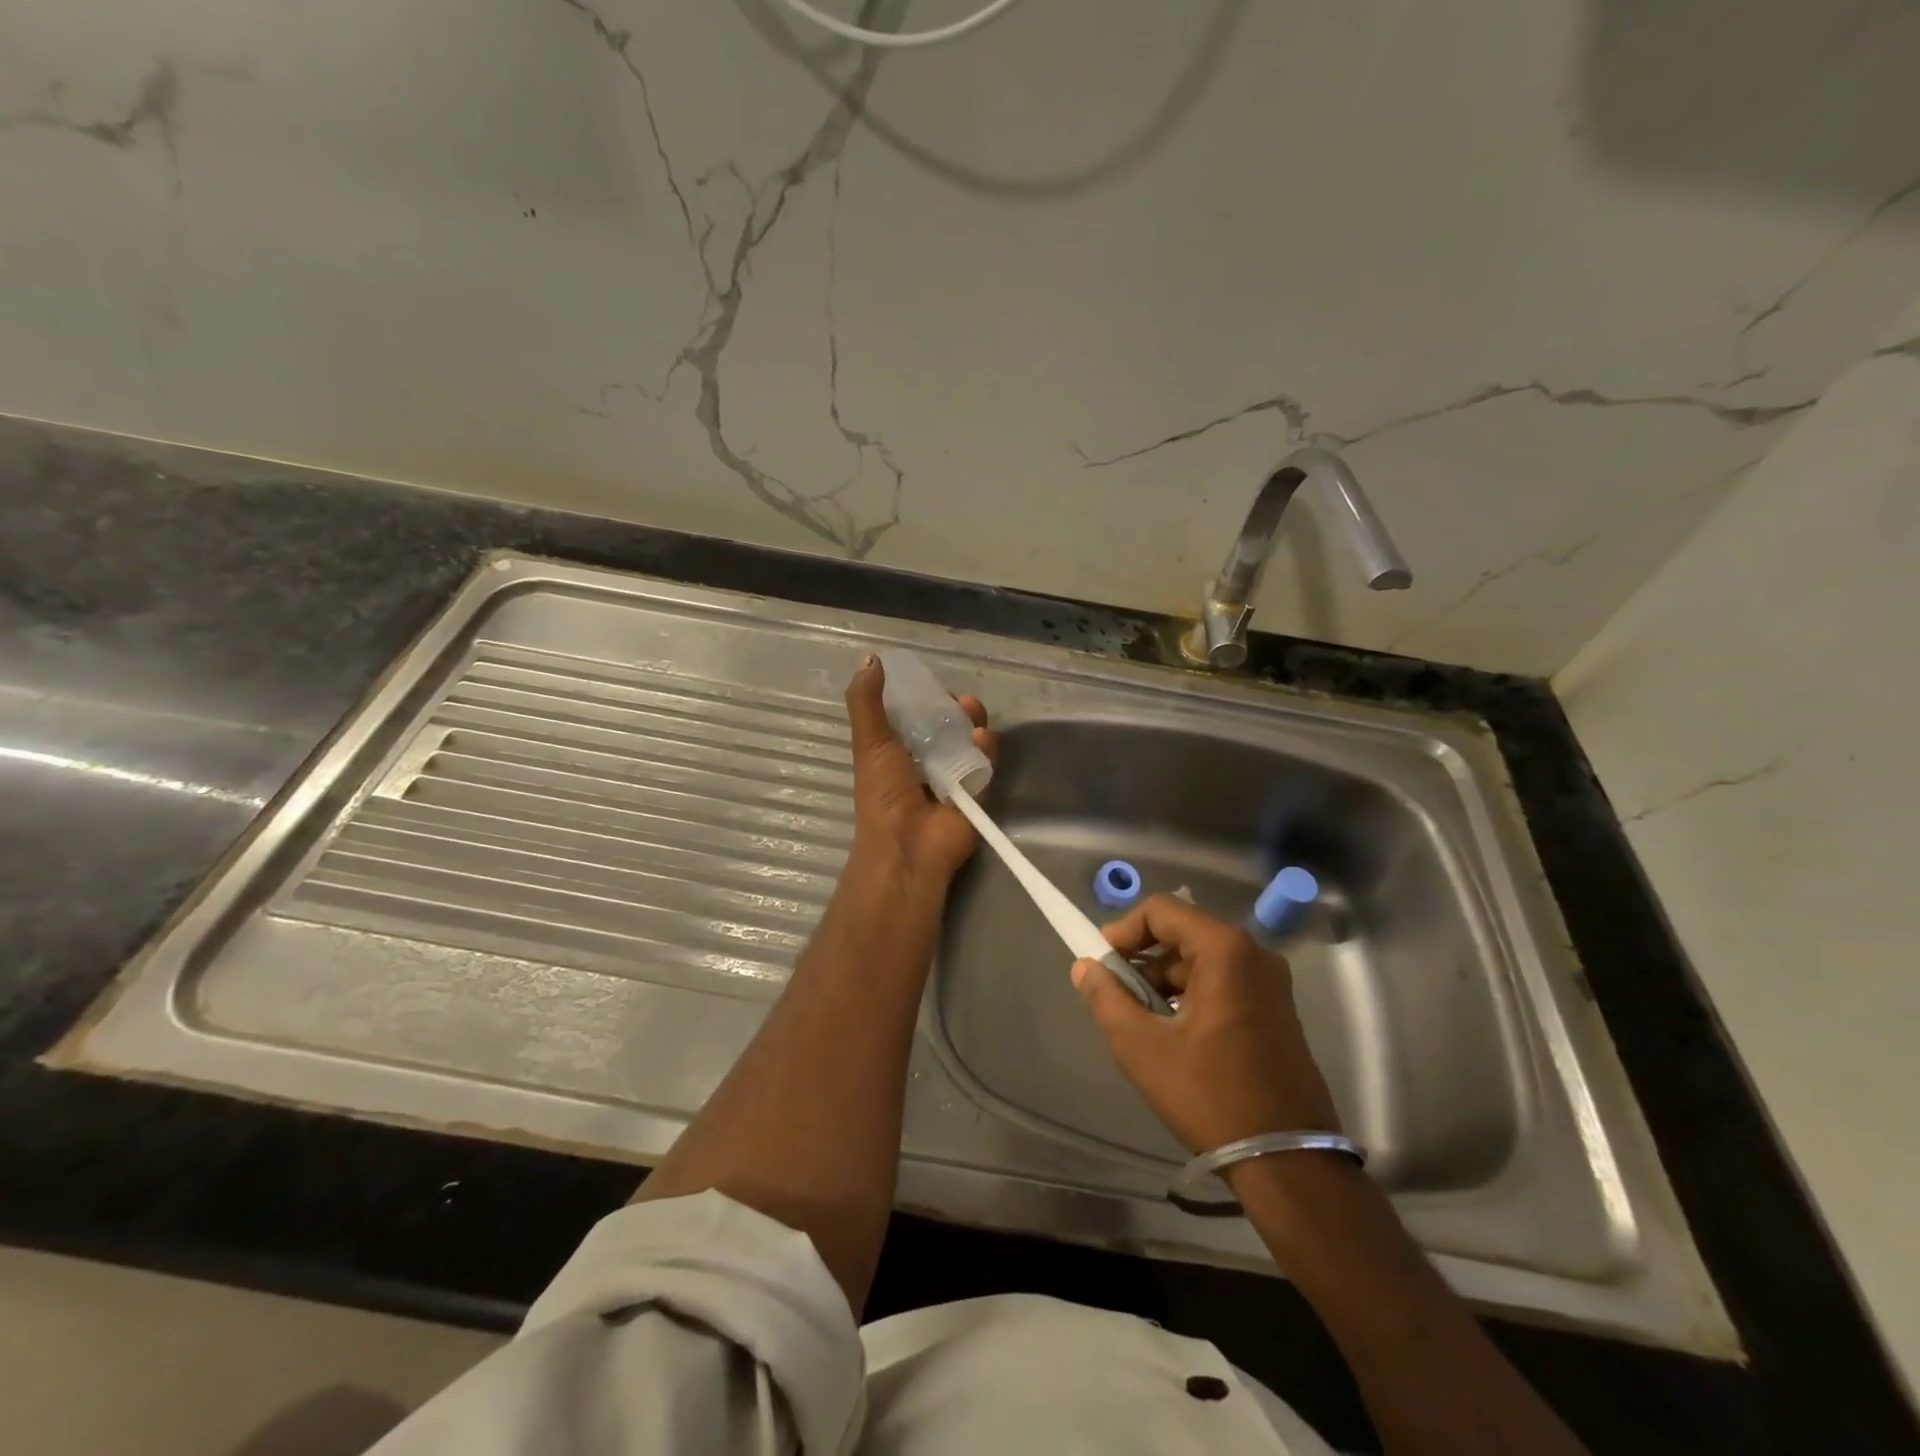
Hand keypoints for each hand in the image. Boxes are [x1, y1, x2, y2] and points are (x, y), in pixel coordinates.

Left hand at [843, 655, 993, 888]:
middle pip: (948, 727)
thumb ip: (866, 701)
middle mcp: (925, 764)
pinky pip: (986, 765)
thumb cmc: (883, 793)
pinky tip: (981, 739)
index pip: (916, 717)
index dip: (925, 699)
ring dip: (973, 724)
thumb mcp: (869, 741)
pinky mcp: (977, 793)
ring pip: (970, 743)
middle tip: (960, 701)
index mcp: (897, 753)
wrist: (907, 845)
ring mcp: (953, 779)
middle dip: (955, 710)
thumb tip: (869, 658)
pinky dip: (987, 750)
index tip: (931, 686)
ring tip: (972, 714)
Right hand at [1072, 895, 1341, 1154]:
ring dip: (1164, 982)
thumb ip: (1106, 998)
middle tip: (1116, 996)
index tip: (1101, 963)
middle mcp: (1253, 954)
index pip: (1161, 911)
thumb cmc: (1210, 1095)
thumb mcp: (1142, 1047)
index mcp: (1225, 950)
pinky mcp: (1276, 1010)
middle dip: (1143, 961)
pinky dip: (1190, 996)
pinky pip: (1222, 983)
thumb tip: (1084, 967)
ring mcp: (1271, 983)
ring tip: (1140, 1022)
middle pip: (1182, 934)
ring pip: (1201, 961)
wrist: (1288, 1163)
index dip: (1124, 930)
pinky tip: (1173, 1035)